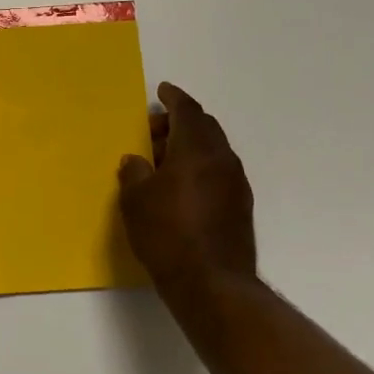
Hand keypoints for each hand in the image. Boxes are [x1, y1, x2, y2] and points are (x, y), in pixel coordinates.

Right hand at [118, 82, 256, 297]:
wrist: (212, 283)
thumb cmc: (167, 234)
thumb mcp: (136, 200)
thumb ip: (134, 172)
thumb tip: (136, 160)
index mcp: (196, 149)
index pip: (187, 111)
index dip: (173, 98)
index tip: (162, 90)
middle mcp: (221, 159)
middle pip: (203, 127)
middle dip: (178, 123)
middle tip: (152, 132)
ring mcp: (235, 184)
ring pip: (212, 150)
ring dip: (188, 147)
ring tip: (161, 162)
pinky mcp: (239, 206)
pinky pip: (217, 172)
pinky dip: (199, 167)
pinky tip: (180, 186)